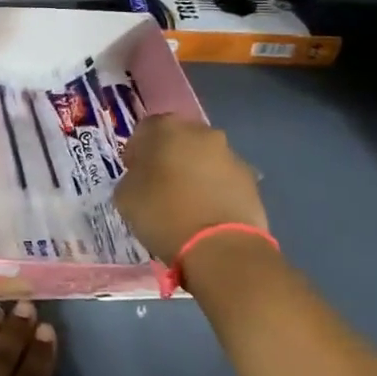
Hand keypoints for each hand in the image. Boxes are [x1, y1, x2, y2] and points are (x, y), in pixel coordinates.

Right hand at [114, 115, 268, 264]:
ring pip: (204, 158)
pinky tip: (206, 213)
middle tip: (159, 184)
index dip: (136, 150)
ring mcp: (230, 154)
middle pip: (179, 139)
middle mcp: (201, 132)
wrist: (220, 247)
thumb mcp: (125, 195)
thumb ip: (132, 176)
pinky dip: (214, 189)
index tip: (133, 171)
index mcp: (166, 128)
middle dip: (168, 156)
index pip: (145, 129)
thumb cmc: (163, 214)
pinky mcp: (251, 179)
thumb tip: (143, 176)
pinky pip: (224, 178)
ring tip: (186, 202)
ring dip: (194, 172)